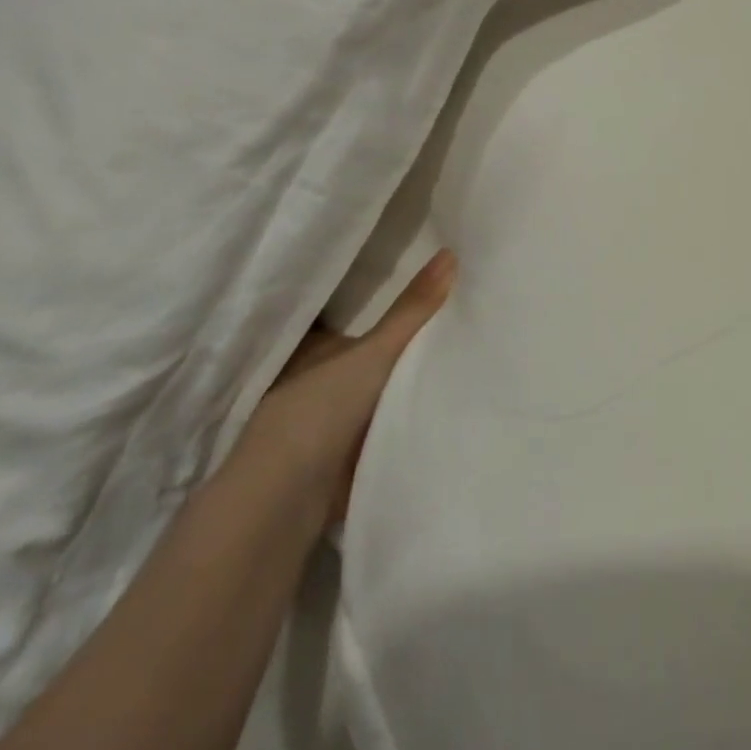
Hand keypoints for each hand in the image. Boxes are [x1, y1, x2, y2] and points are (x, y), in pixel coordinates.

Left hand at [238, 249, 455, 528]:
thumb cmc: (320, 409)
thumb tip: (451, 251)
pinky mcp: (347, 450)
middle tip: (455, 310)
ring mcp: (332, 415)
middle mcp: (319, 376)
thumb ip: (412, 310)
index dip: (379, 298)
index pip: (350, 313)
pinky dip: (407, 412)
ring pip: (378, 386)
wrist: (289, 498)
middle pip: (369, 350)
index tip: (419, 279)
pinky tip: (443, 399)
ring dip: (406, 379)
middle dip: (401, 340)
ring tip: (461, 349)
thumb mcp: (374, 351)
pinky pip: (387, 420)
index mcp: (316, 346)